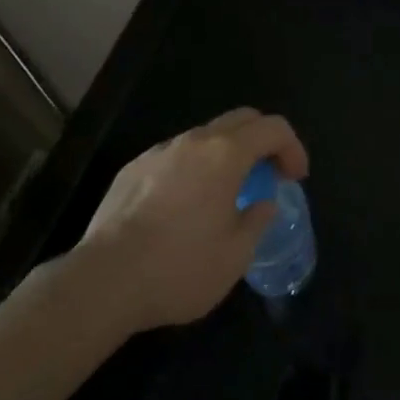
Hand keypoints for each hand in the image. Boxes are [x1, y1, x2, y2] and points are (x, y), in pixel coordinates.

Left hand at [77, 108, 308, 331]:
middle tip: (269, 175)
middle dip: (263, 140)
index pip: (273, 128)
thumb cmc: (179, 269)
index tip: (295, 178)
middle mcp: (194, 141)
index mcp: (225, 155)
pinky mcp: (133, 168)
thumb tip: (264, 203)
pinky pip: (174, 156)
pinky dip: (192, 169)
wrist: (104, 281)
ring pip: (205, 136)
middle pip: (241, 119)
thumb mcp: (235, 256)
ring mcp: (159, 152)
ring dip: (226, 154)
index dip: (293, 147)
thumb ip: (258, 220)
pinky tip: (183, 206)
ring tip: (226, 194)